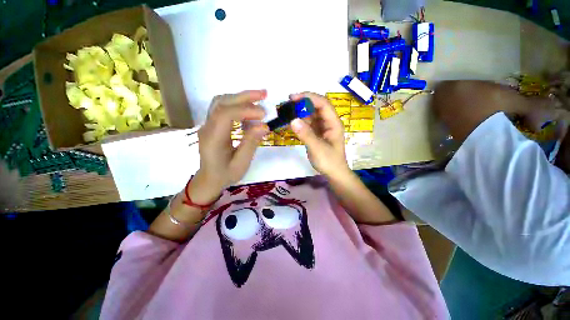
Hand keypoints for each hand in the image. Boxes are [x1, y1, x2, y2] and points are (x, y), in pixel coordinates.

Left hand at [189, 90, 268, 203]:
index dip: (245, 110)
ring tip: (259, 98)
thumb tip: (264, 125)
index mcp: (213, 139)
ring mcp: (208, 124)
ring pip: (221, 102)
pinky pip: (223, 108)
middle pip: (222, 103)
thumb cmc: (226, 174)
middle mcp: (207, 127)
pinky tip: (249, 111)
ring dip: (241, 97)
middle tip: (264, 94)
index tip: (263, 115)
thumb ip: (251, 143)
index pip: (225, 115)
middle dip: (244, 96)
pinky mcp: (213, 124)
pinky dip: (238, 105)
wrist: (209, 179)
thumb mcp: (241, 164)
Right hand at [289, 92, 349, 178]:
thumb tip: (292, 120)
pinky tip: (291, 121)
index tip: (294, 97)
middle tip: (288, 103)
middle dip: (303, 103)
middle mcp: (328, 122)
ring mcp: (322, 128)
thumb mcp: (318, 148)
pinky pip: (308, 124)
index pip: (323, 104)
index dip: (309, 98)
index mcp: (333, 123)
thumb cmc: (329, 161)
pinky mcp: (316, 133)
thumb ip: (306, 134)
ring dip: (300, 112)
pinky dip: (300, 122)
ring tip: (287, 111)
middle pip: (316, 107)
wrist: (333, 173)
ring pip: (311, 115)